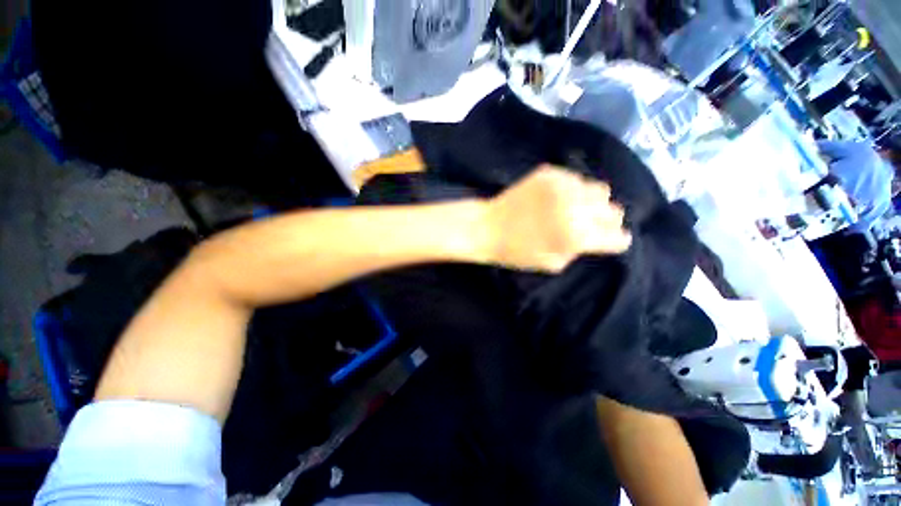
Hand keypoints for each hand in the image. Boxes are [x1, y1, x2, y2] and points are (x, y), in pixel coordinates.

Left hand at [485, 165, 631, 272]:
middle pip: (614, 210)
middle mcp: (576, 206)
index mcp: (577, 235)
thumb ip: (580, 250)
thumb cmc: (517, 253)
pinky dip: (573, 190)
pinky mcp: (549, 172)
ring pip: (599, 190)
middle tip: (592, 225)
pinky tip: (557, 198)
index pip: (617, 237)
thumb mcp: (553, 263)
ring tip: (576, 209)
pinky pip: (575, 179)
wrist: (487, 227)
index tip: (610, 241)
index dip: (615, 241)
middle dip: (607, 220)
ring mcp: (563, 185)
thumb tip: (596, 237)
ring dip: (593, 202)